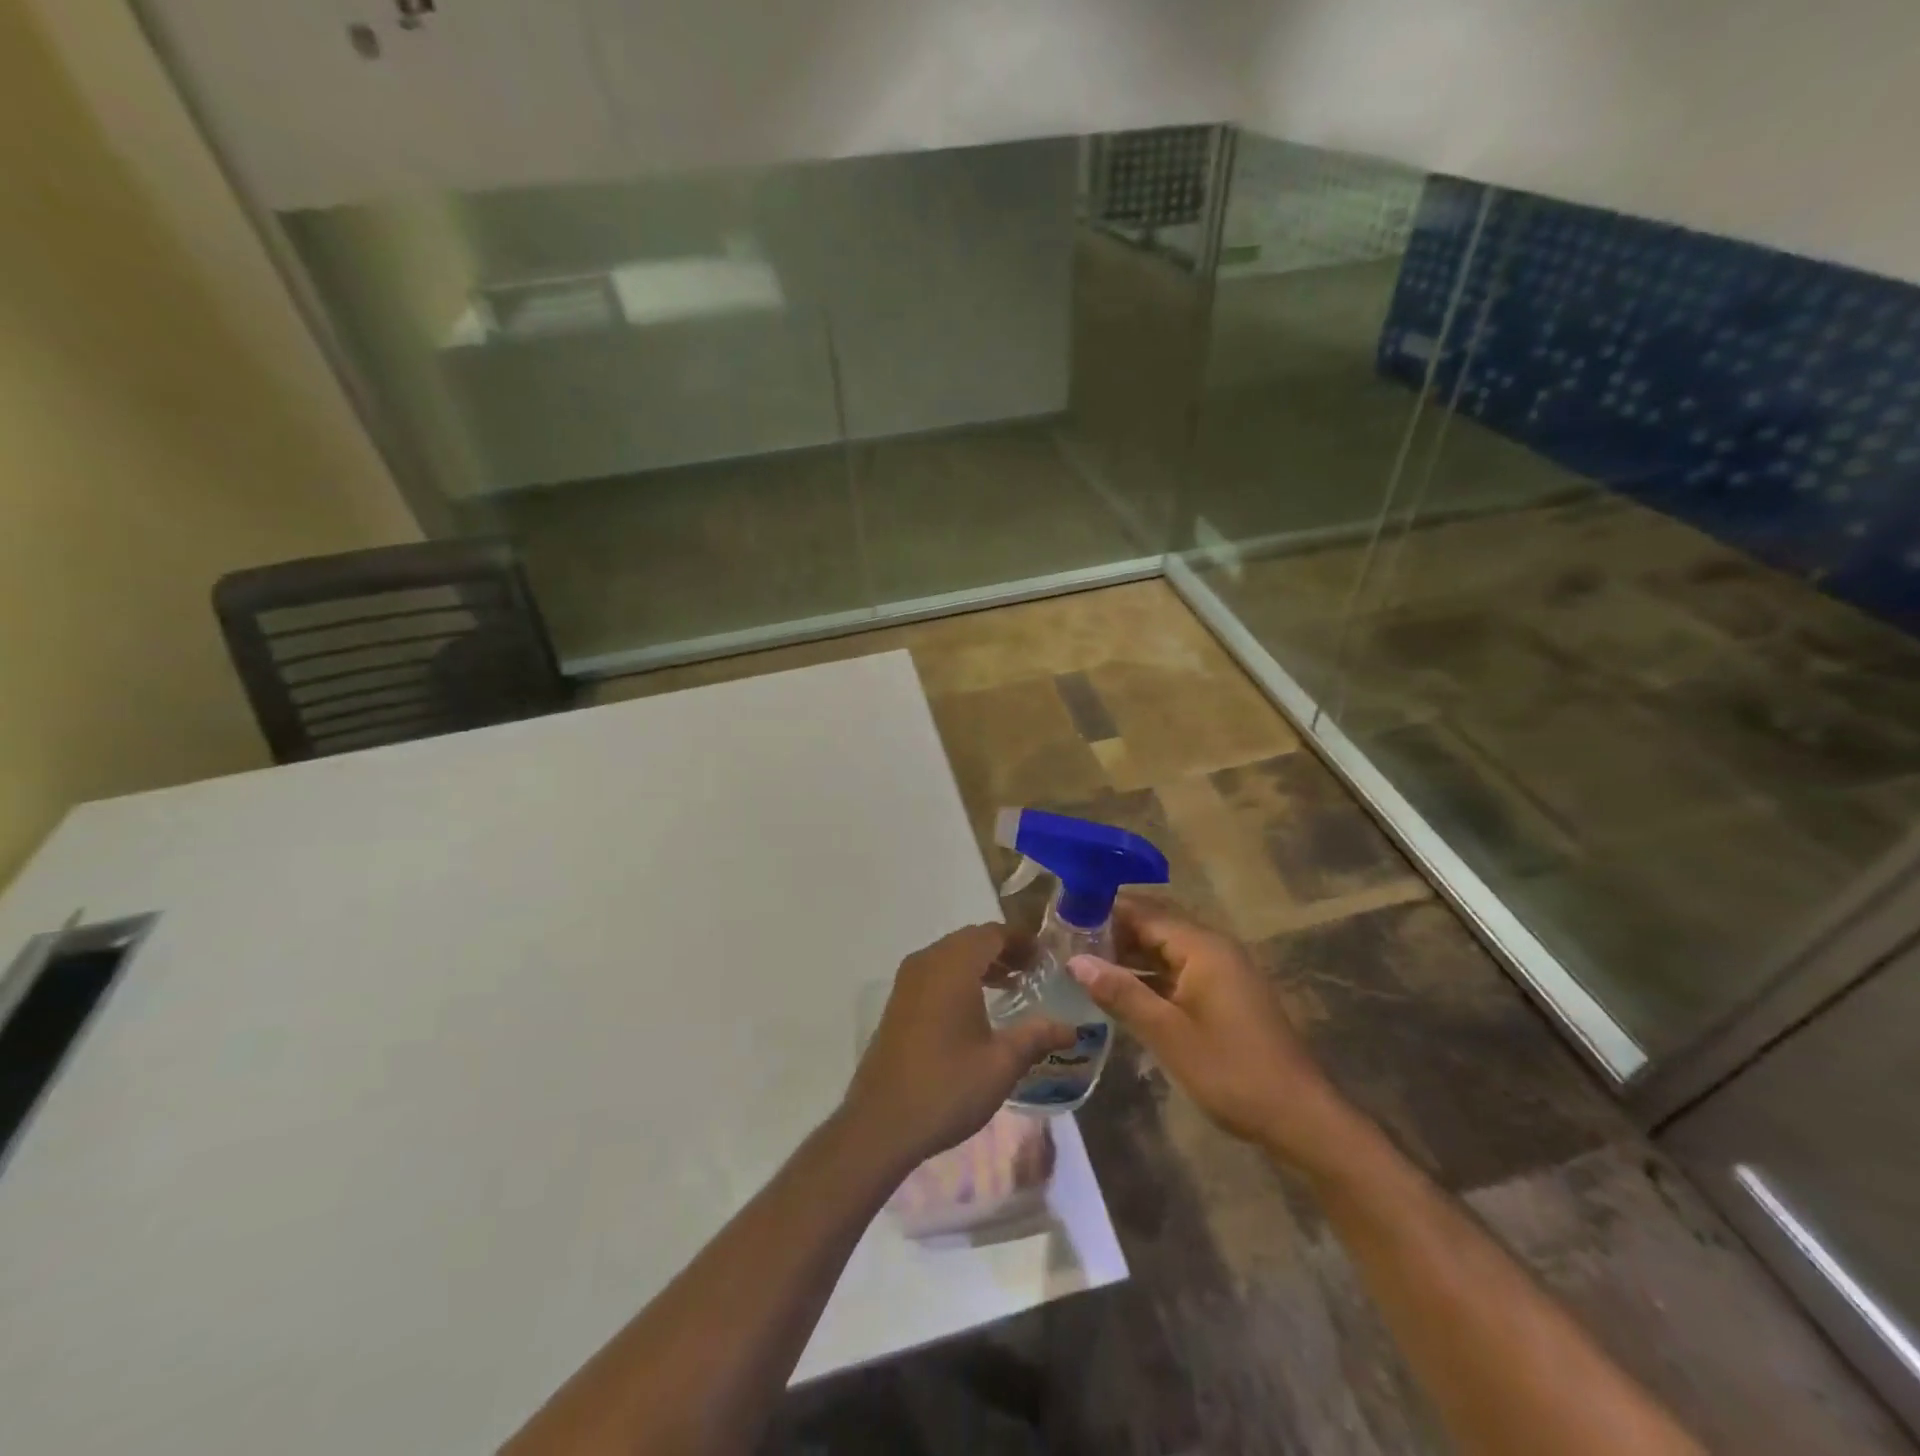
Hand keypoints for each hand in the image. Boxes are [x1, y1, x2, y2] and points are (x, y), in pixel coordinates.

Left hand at [842, 924, 1073, 1167]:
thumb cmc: (947, 1087)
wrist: (881, 1123)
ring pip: (950, 955)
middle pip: (970, 940)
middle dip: (1002, 950)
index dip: (1021, 940)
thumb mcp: (1001, 1063)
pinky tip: (976, 1007)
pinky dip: (959, 977)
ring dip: (980, 963)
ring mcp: (907, 981)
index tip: (1046, 958)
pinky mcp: (898, 1002)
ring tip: (1011, 986)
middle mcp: (927, 962)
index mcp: (953, 966)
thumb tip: (1071, 1028)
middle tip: (1032, 972)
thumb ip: (1037, 1036)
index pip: (992, 934)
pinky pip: (934, 973)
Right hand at [1068, 897, 1357, 1171]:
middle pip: (1155, 925)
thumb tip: (1075, 961)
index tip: (1063, 919)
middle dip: (1113, 931)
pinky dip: (1149, 975)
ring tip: (1083, 963)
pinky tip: (1119, 990)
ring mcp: (1222, 971)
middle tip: (1066, 942)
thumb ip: (1121, 993)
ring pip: (1166, 949)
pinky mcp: (1224, 994)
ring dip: (1129, 954)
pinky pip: (1178, 970)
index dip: (1104, 913)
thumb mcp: (1167, 1033)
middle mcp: (1213, 948)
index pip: (1144, 912)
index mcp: (1203, 946)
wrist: (1298, 1116)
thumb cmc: (1231, 1070)